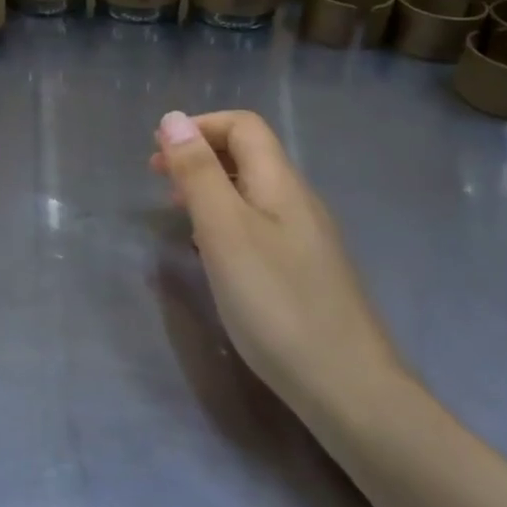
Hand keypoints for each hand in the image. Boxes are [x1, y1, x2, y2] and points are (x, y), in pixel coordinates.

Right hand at [151, 110, 406, 418]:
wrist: (348, 387)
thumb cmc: (276, 302)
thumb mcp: (225, 231)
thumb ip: (198, 173)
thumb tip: (173, 118)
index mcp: (280, 182)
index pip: (243, 126)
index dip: (199, 126)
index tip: (158, 153)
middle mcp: (298, 201)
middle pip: (249, 155)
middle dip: (200, 155)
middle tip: (158, 178)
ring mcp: (307, 238)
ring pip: (253, 192)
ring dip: (211, 187)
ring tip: (177, 211)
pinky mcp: (307, 271)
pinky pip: (260, 225)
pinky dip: (227, 220)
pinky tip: (212, 252)